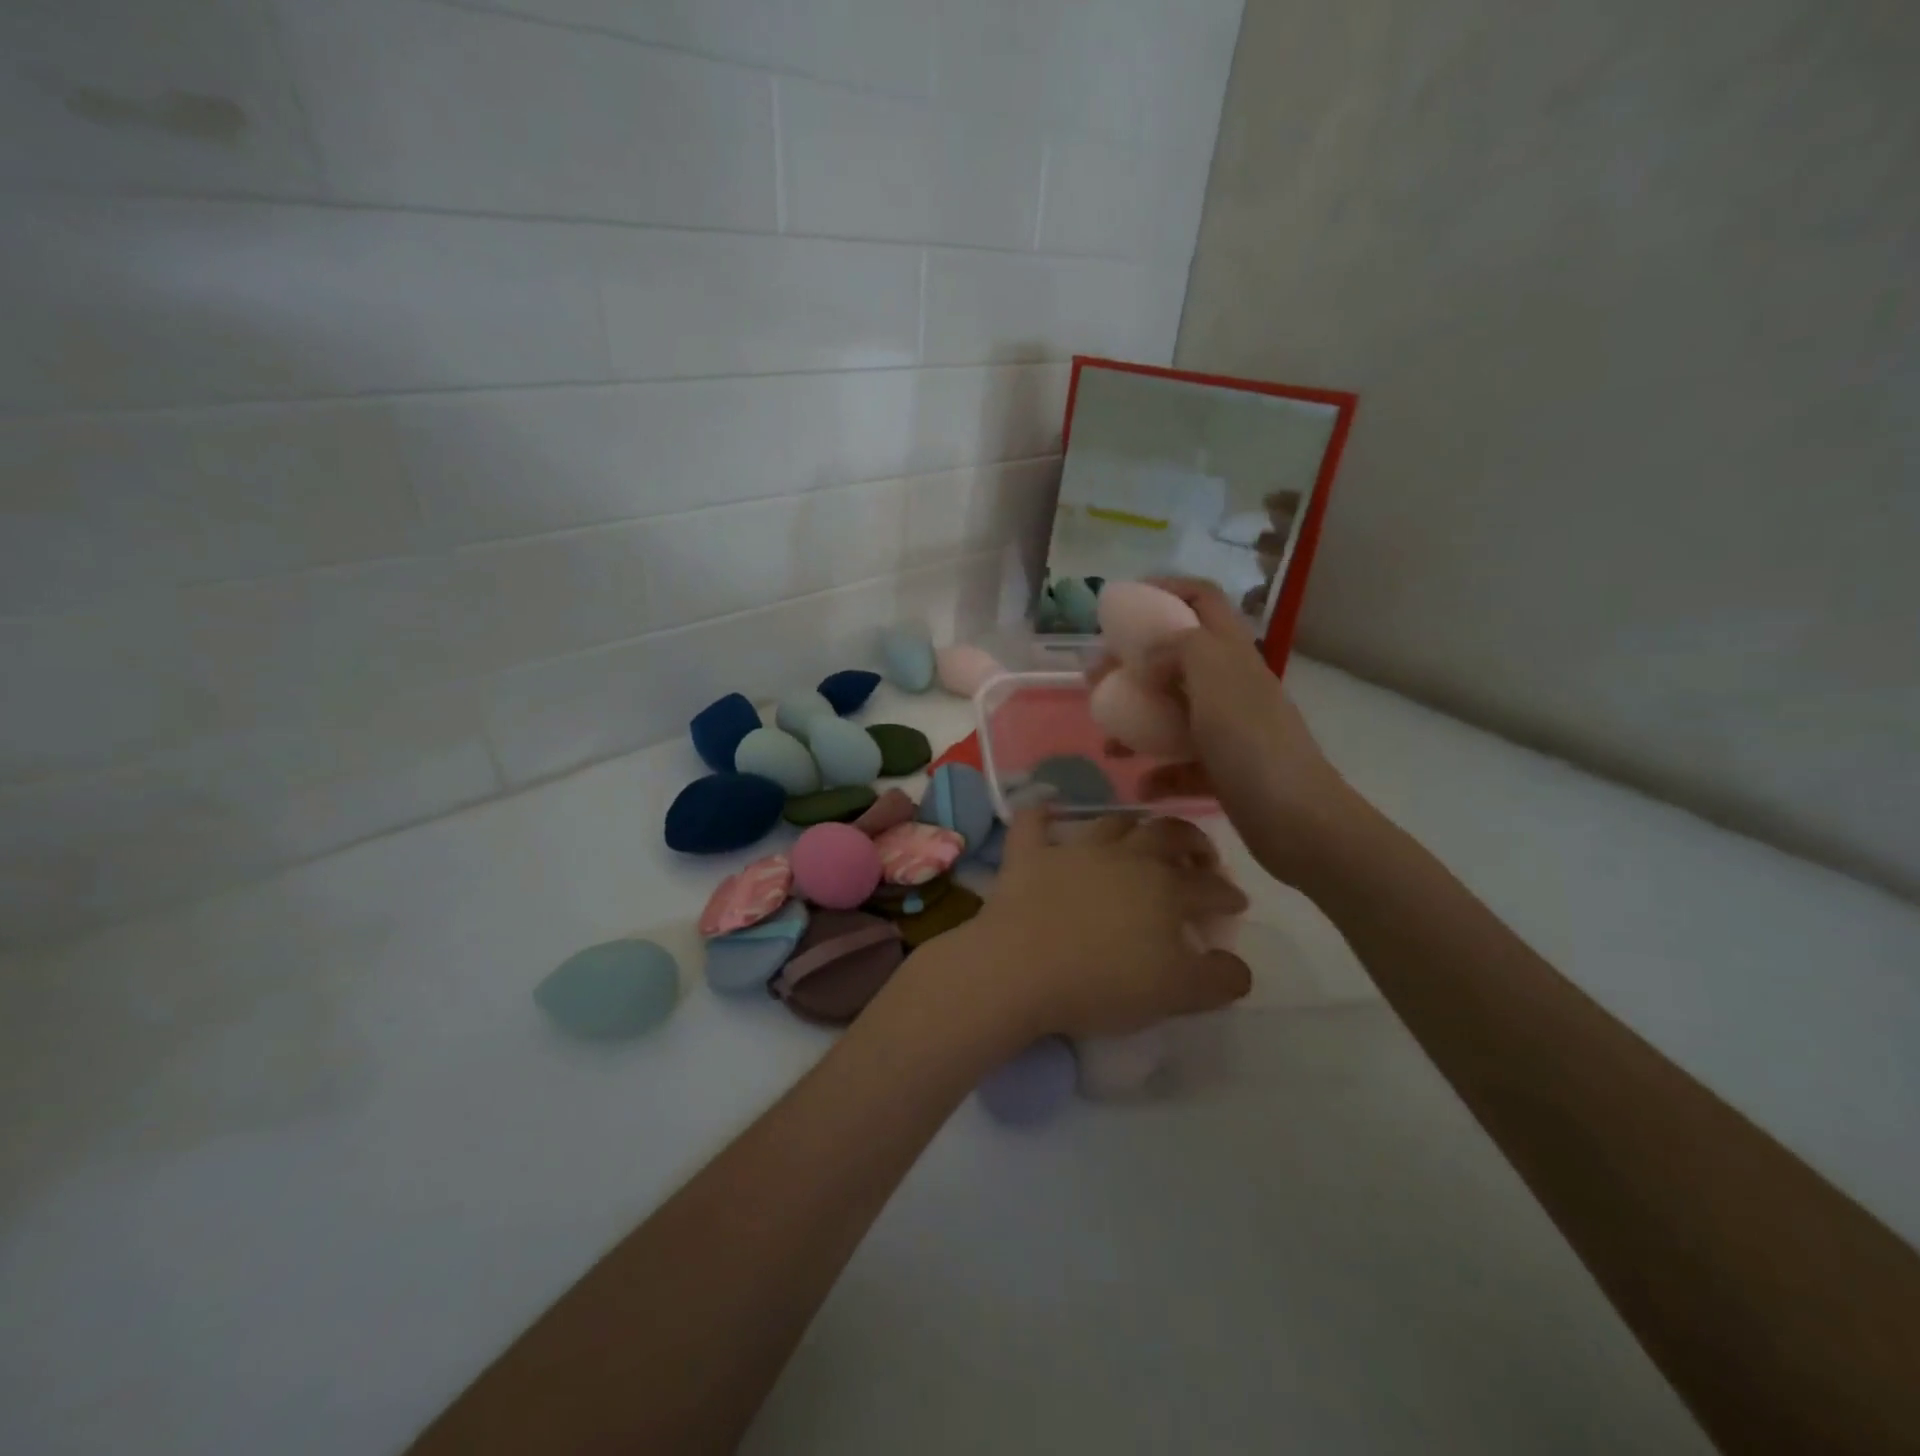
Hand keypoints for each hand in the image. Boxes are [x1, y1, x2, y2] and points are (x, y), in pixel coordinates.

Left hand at [952, 807, 1250, 1041]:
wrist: (1021, 968)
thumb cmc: (1103, 983)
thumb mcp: (1176, 993)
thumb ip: (1218, 979)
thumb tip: (1239, 965)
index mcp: (1165, 889)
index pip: (1208, 886)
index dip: (1227, 893)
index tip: (1236, 902)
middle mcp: (1124, 857)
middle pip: (1167, 835)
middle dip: (1191, 841)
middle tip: (1199, 856)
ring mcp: (1073, 851)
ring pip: (1111, 823)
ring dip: (1132, 826)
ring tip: (1141, 836)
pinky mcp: (1028, 856)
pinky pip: (1032, 823)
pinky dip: (1039, 813)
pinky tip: (1044, 807)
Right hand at [1123, 577, 1357, 887]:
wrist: (1297, 822)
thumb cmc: (1251, 743)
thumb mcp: (1213, 677)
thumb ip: (1179, 647)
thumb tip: (1149, 653)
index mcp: (1232, 654)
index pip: (1202, 599)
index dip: (1165, 589)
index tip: (1122, 605)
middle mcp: (1232, 685)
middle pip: (1177, 658)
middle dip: (1133, 664)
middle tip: (1097, 679)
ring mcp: (1230, 730)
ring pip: (1174, 713)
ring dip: (1138, 722)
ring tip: (1108, 741)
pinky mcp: (1226, 771)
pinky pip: (1183, 764)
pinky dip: (1159, 772)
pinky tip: (1140, 784)